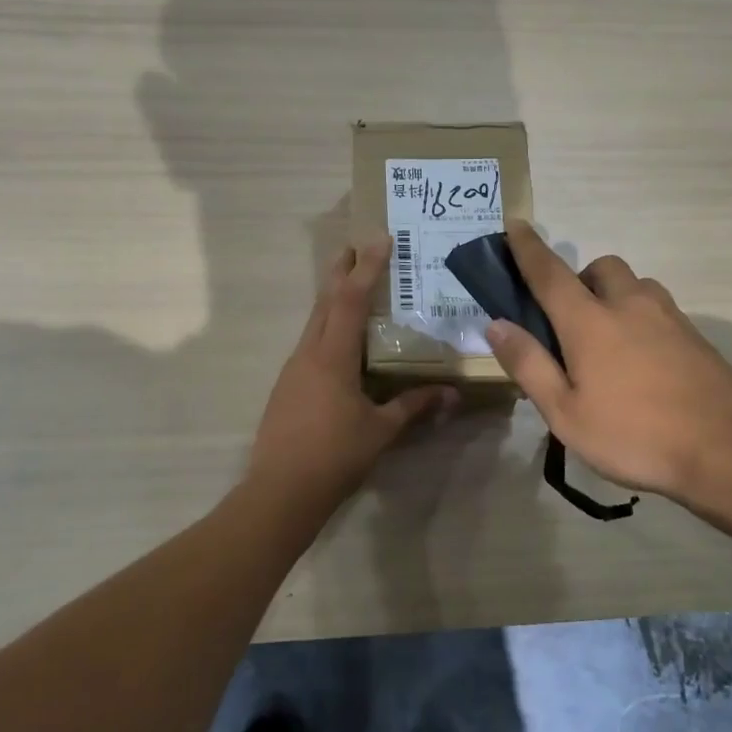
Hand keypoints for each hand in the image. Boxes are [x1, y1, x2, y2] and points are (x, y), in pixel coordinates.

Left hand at [248, 238, 458, 509]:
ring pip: (314, 322)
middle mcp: (308, 353)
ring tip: (351, 287)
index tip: (378, 239)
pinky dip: (327, 328)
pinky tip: (339, 343)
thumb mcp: (381, 430)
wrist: (280, 491)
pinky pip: (310, 344)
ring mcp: (293, 369)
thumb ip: (413, 406)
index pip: (350, 300)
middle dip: (341, 271)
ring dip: (332, 299)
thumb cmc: (334, 455)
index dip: (366, 268)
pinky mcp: (287, 386)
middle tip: (356, 246)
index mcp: (332, 356)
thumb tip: (450, 394)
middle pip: (325, 301)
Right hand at [484, 222, 731, 504]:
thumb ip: (529, 365)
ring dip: (613, 295)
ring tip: (606, 340)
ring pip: (634, 285)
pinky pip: (658, 308)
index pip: (549, 272)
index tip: (515, 225)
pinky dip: (639, 317)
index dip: (527, 247)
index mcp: (589, 321)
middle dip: (579, 278)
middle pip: (600, 268)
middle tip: (568, 318)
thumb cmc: (635, 435)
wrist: (730, 449)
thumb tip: (496, 325)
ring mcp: (668, 317)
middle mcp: (629, 305)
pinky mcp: (696, 336)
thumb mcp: (565, 413)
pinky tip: (641, 360)